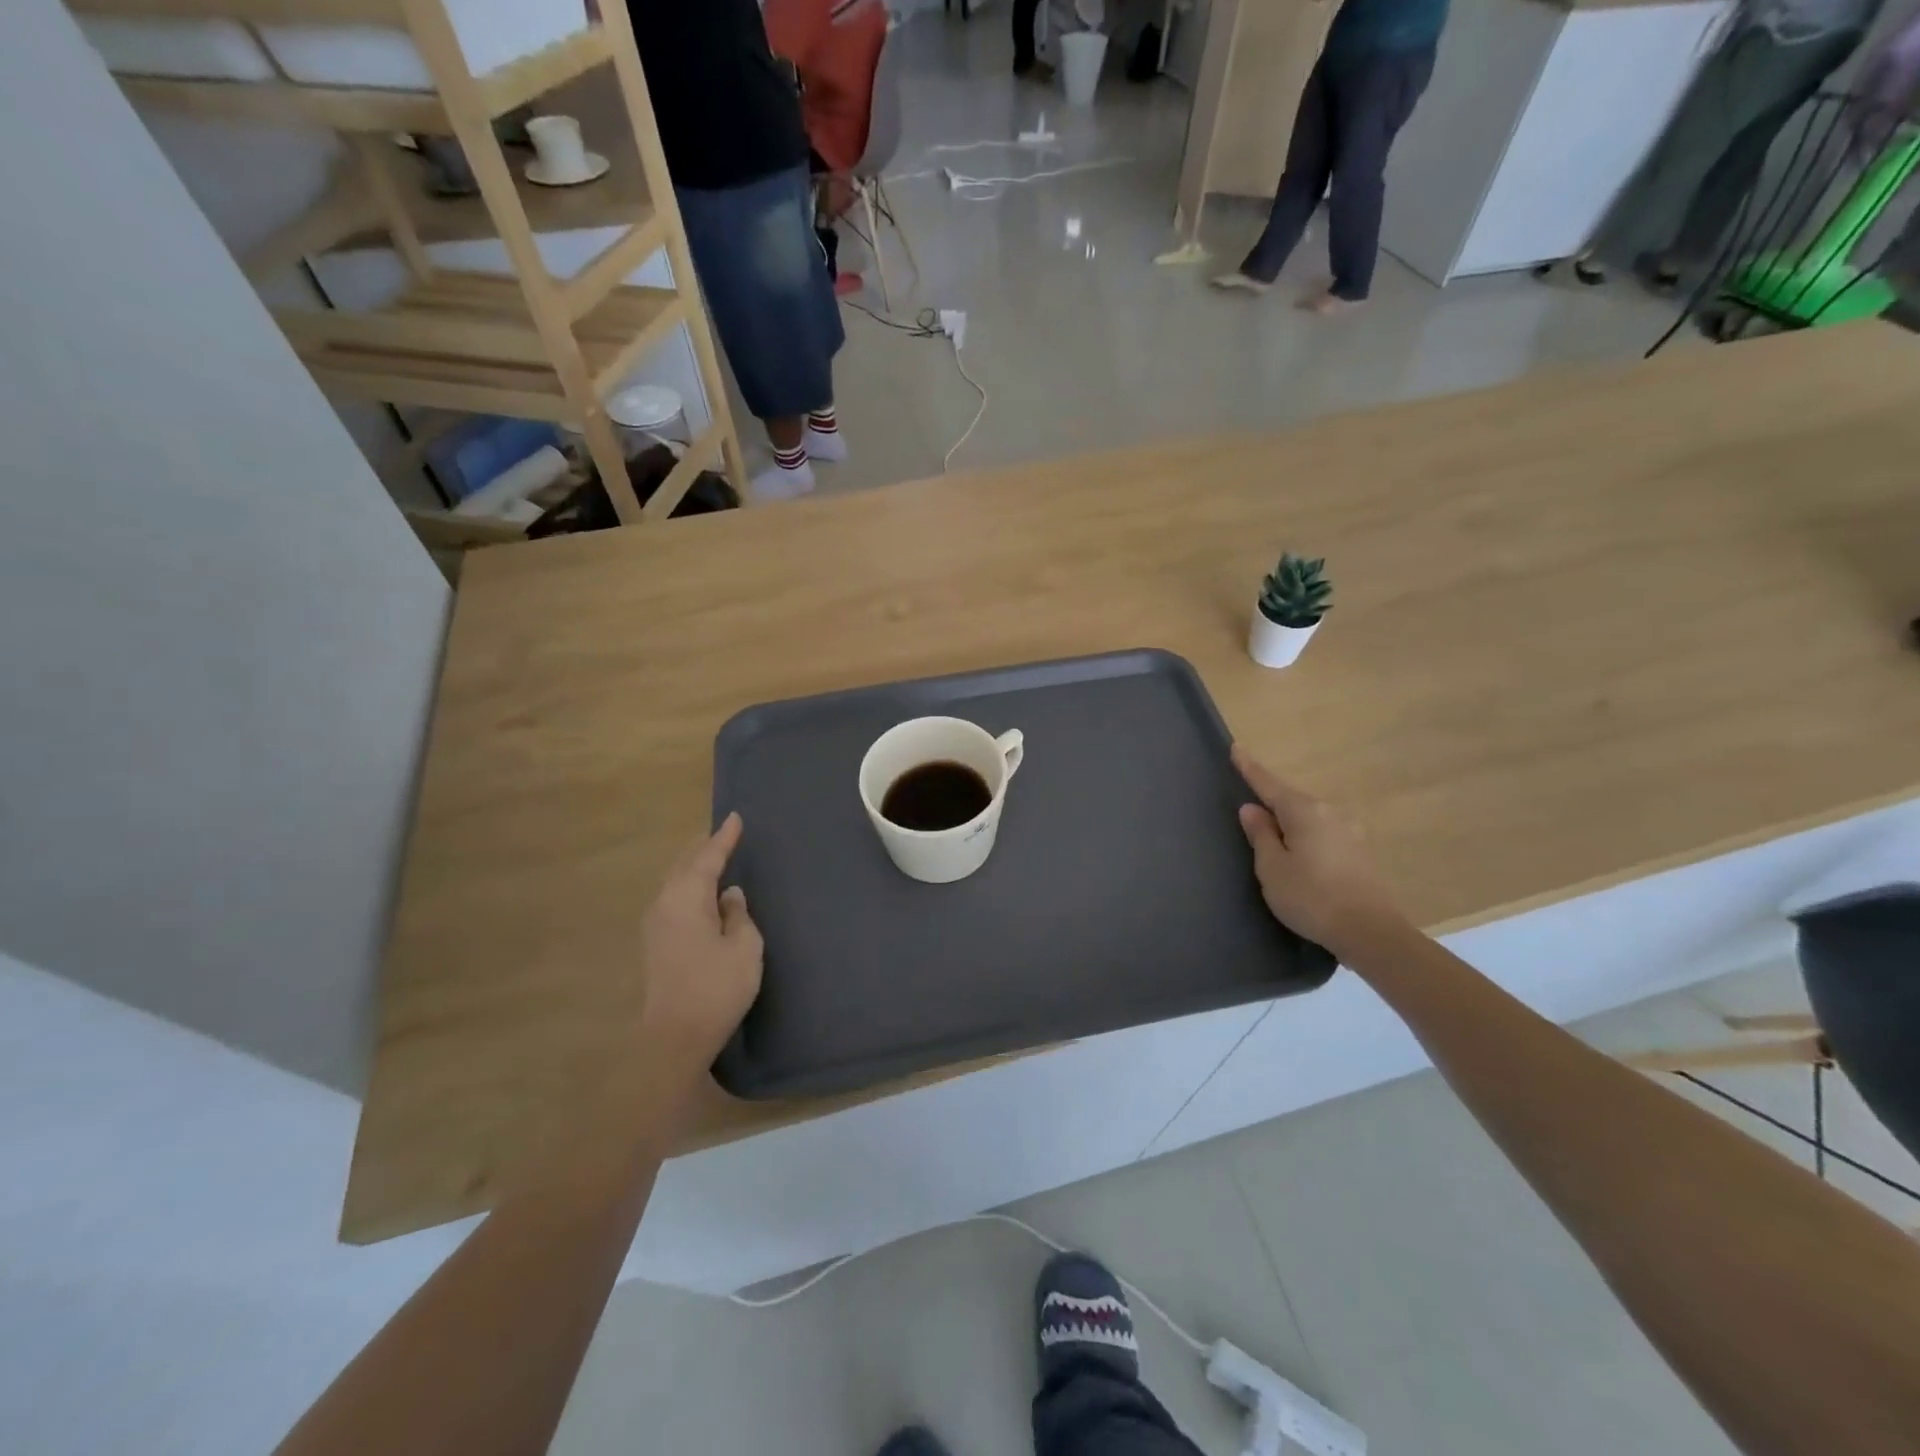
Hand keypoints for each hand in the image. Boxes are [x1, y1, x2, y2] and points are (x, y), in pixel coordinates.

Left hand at [638, 813, 763, 1082]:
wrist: (674, 1039)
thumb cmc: (716, 988)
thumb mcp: (743, 947)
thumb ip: (739, 914)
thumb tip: (728, 896)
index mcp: (686, 898)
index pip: (707, 858)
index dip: (724, 838)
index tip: (735, 817)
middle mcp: (664, 905)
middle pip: (685, 866)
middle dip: (705, 849)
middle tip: (724, 834)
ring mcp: (655, 926)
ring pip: (676, 883)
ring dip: (695, 869)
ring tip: (714, 858)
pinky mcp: (655, 945)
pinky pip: (675, 900)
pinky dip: (691, 888)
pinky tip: (703, 895)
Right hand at [1232, 745, 1407, 959]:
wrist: (1370, 932)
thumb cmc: (1311, 898)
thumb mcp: (1272, 868)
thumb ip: (1260, 835)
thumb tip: (1252, 809)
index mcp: (1304, 812)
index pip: (1269, 784)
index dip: (1250, 768)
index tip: (1236, 748)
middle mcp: (1329, 813)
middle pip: (1291, 800)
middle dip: (1271, 802)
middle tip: (1249, 812)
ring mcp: (1349, 832)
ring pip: (1308, 819)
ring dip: (1290, 824)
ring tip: (1273, 841)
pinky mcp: (1359, 852)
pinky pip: (1322, 834)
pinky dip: (1306, 838)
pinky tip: (1300, 856)